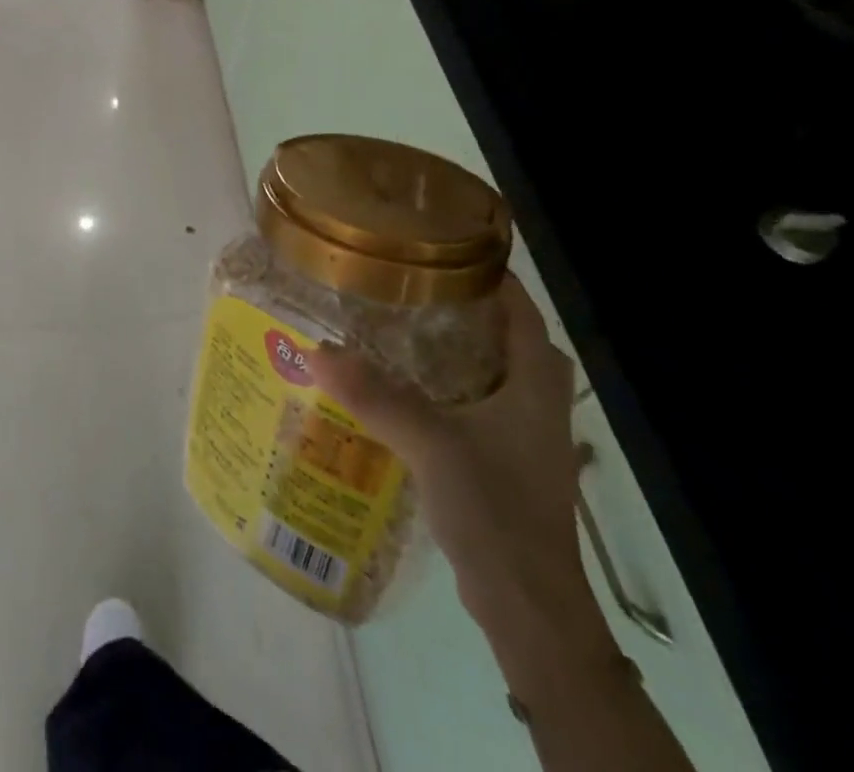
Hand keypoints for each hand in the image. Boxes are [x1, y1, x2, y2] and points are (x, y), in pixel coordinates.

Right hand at [312, 276, 594, 635]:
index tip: (434, 245)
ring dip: (449, 346)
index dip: (485, 271)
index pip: (519, 305)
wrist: (528, 608)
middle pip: (504, 333)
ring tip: (393, 323)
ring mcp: (523, 432)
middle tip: (404, 284)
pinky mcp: (504, 460)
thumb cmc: (496, 510)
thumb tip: (316, 350)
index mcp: (537, 382)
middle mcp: (538, 399)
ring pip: (488, 368)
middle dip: (459, 306)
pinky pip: (474, 402)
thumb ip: (376, 395)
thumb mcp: (431, 443)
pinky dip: (443, 384)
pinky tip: (399, 384)